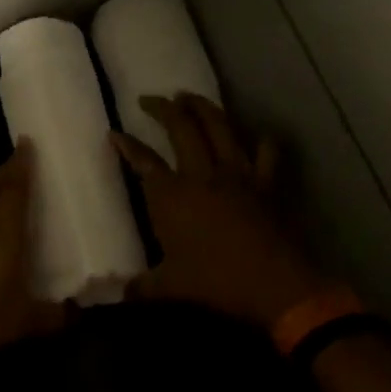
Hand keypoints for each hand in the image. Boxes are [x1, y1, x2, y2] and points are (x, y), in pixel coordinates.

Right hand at [112, 94, 328, 331]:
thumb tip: (119, 294)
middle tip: (152, 99)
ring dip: (204, 108)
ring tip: (191, 97)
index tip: (114, 133)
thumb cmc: (216, 283)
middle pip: (182, 128)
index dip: (126, 145)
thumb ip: (142, 287)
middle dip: (164, 108)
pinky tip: (253, 135)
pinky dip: (258, 140)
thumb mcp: (170, 288)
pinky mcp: (267, 183)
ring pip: (220, 127)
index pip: (143, 161)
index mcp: (172, 196)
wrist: (276, 286)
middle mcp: (202, 175)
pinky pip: (265, 152)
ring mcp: (238, 174)